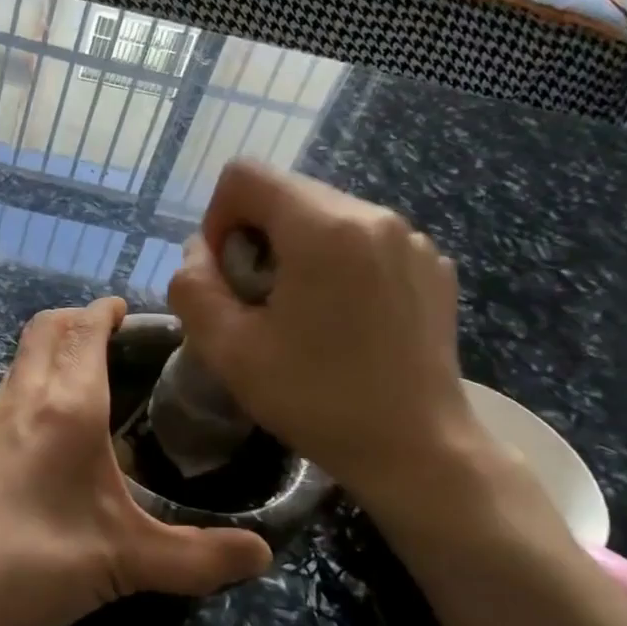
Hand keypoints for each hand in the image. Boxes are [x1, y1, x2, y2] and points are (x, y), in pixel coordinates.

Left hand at [0, 298, 272, 625]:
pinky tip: (54, 427)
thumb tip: (263, 554)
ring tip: (91, 377)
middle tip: (115, 337)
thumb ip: (200, 557)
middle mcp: (25, 397)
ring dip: (54, 347)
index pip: (84, 330)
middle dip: (79, 319)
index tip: (130, 311)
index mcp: (67, 406)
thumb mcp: (129, 561)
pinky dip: (35, 379)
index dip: (106, 311)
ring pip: (23, 356)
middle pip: (46, 328)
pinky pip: (10, 387)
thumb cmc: (39, 561)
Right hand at [167, 161, 483, 523]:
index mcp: (323, 228)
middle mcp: (373, 215)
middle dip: (257, 238)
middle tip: (260, 304)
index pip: (245, 175)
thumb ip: (193, 288)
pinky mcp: (433, 265)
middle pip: (286, 194)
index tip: (228, 276)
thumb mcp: (228, 350)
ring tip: (304, 315)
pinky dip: (339, 265)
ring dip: (297, 252)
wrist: (417, 449)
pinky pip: (365, 240)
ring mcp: (411, 239)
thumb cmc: (317, 399)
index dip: (217, 219)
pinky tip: (346, 321)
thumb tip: (199, 252)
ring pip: (326, 216)